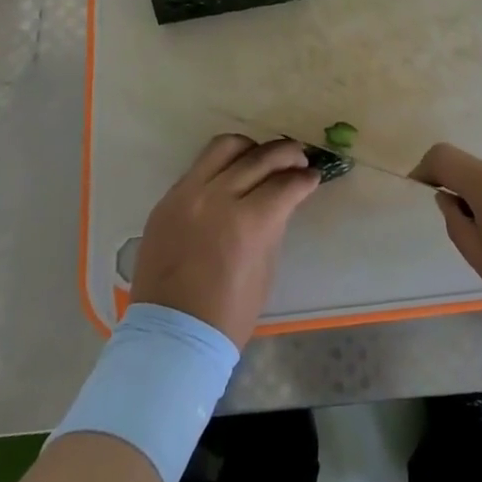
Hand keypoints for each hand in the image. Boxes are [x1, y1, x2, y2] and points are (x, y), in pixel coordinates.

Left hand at [131, 134, 322, 347]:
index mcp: (247, 223)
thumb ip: (274, 224)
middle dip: (286, 154)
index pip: (285, 184)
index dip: (305, 178)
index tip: (313, 176)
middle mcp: (216, 198)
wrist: (171, 334)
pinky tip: (233, 174)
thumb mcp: (265, 268)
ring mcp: (187, 194)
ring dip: (251, 148)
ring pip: (225, 147)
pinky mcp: (167, 198)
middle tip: (299, 158)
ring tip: (262, 158)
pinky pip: (199, 166)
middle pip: (259, 157)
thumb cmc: (228, 312)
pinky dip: (222, 164)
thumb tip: (284, 196)